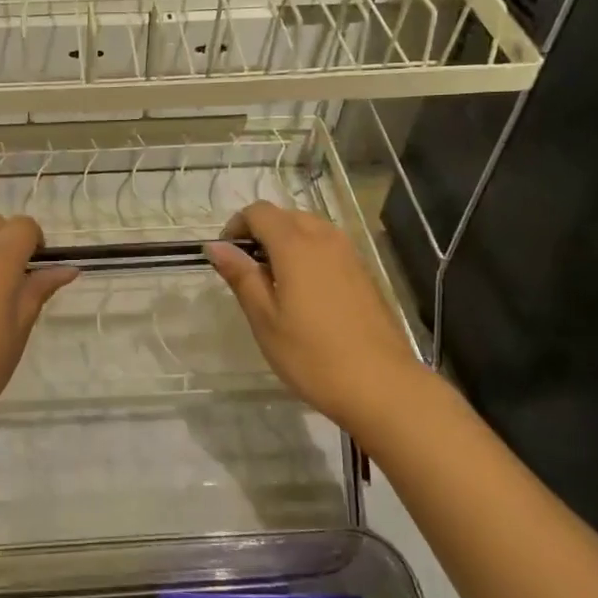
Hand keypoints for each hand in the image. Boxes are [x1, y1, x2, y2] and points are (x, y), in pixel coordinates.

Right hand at [207, 202, 423, 425]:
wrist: (381, 385)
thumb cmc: (312, 355)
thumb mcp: (264, 319)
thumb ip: (241, 276)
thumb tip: (216, 246)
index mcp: (296, 246)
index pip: (259, 212)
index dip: (237, 226)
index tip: (227, 257)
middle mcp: (325, 239)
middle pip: (286, 216)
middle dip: (261, 233)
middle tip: (247, 272)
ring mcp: (350, 255)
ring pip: (310, 229)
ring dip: (286, 242)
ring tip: (275, 283)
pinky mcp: (365, 274)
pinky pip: (329, 248)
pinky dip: (309, 255)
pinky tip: (305, 294)